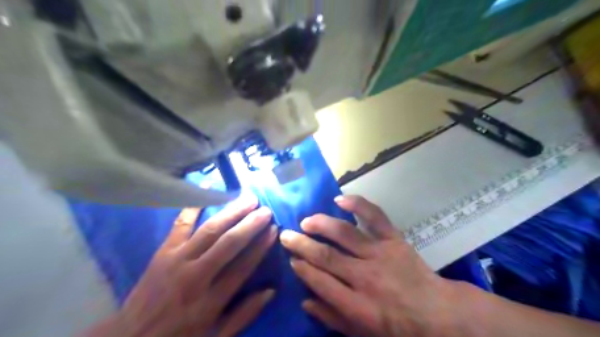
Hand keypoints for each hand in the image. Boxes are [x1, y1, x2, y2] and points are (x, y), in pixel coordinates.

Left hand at [85, 195, 277, 336]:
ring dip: (231, 212)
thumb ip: (243, 315)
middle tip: (266, 209)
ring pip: (210, 230)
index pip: (243, 266)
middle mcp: (196, 276)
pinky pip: (180, 223)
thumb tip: (270, 291)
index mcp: (210, 300)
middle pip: (228, 243)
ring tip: (248, 199)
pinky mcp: (163, 251)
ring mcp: (177, 260)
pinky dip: (194, 205)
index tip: (274, 229)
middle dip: (250, 224)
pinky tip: (206, 187)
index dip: (261, 246)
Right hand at [280, 194, 463, 336]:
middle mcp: (365, 277)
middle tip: (286, 234)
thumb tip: (306, 300)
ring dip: (322, 224)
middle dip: (302, 244)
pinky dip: (358, 205)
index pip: (320, 281)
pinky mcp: (394, 240)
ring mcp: (380, 254)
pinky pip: (375, 217)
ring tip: (306, 220)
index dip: (302, 268)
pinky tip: (340, 199)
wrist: (438, 314)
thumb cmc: (398, 327)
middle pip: (327, 256)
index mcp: (357, 305)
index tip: (291, 258)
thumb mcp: (363, 334)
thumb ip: (333, 318)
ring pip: (345, 234)